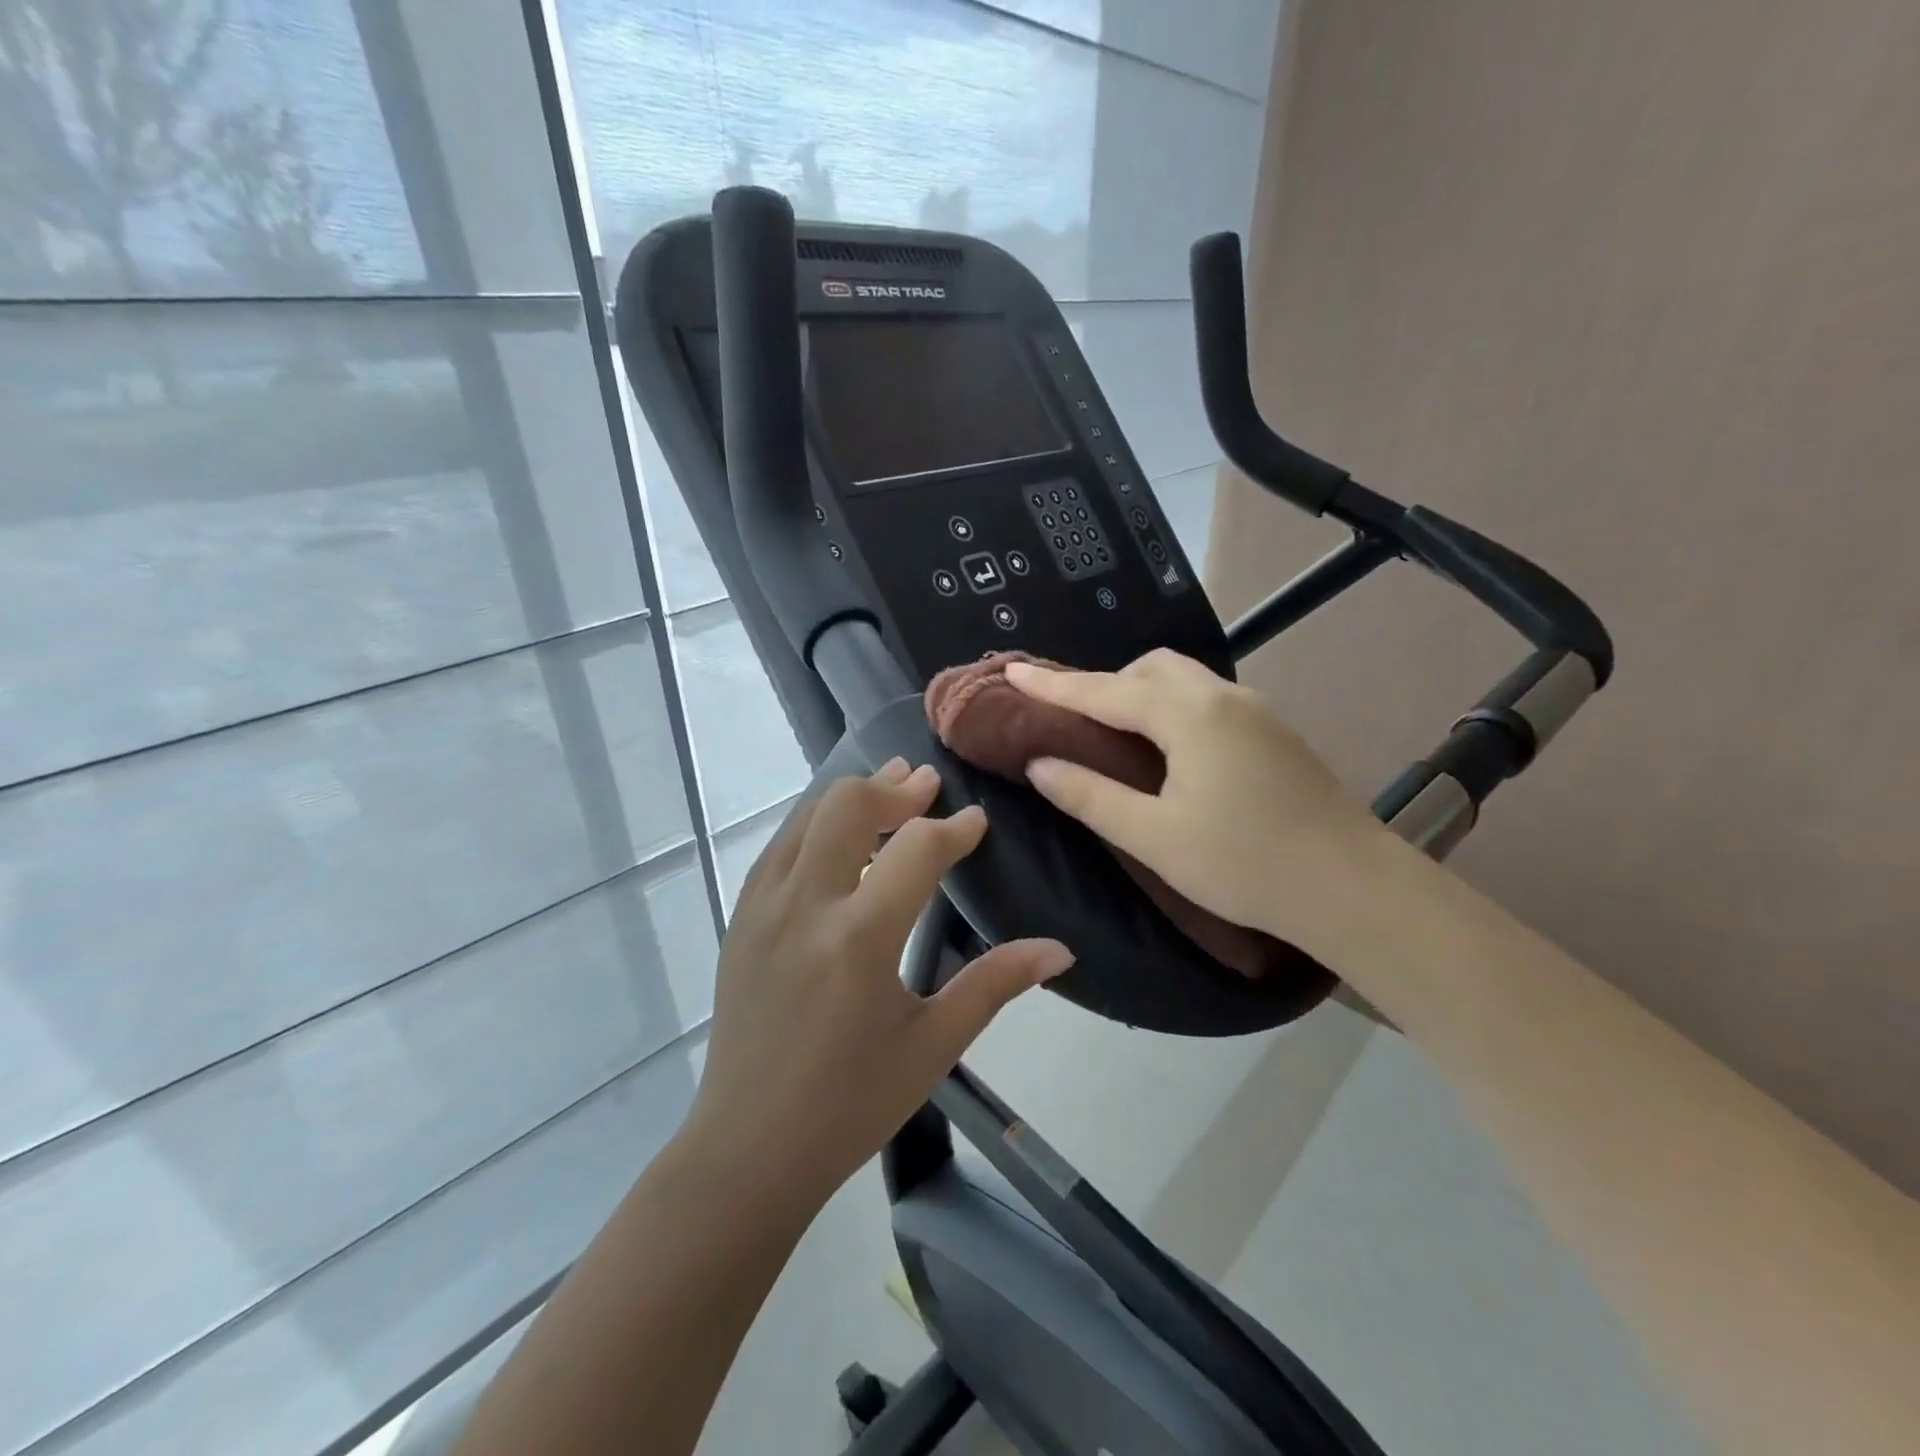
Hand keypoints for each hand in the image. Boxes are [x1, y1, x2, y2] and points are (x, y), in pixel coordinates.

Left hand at [683, 759, 1073, 1206]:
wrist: (749, 1147)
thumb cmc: (851, 1104)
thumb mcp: (933, 1046)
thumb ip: (995, 984)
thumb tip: (1060, 949)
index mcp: (859, 941)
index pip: (916, 851)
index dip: (954, 829)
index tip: (977, 822)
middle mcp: (805, 906)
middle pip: (849, 806)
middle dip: (896, 790)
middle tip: (929, 786)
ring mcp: (762, 907)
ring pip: (807, 815)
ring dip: (853, 796)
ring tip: (891, 788)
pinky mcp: (740, 917)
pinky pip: (779, 845)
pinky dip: (816, 823)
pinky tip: (839, 833)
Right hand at [1006, 650, 1394, 954]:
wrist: (1352, 888)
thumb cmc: (1243, 863)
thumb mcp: (1153, 835)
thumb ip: (1090, 794)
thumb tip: (1040, 763)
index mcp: (1189, 715)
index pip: (1105, 690)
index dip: (1054, 684)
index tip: (1013, 670)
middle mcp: (1223, 697)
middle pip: (1151, 668)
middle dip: (1106, 683)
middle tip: (1074, 720)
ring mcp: (1257, 711)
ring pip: (1184, 680)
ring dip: (1142, 694)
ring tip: (1116, 734)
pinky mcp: (1276, 732)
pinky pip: (1208, 700)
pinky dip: (1172, 708)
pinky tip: (1170, 750)